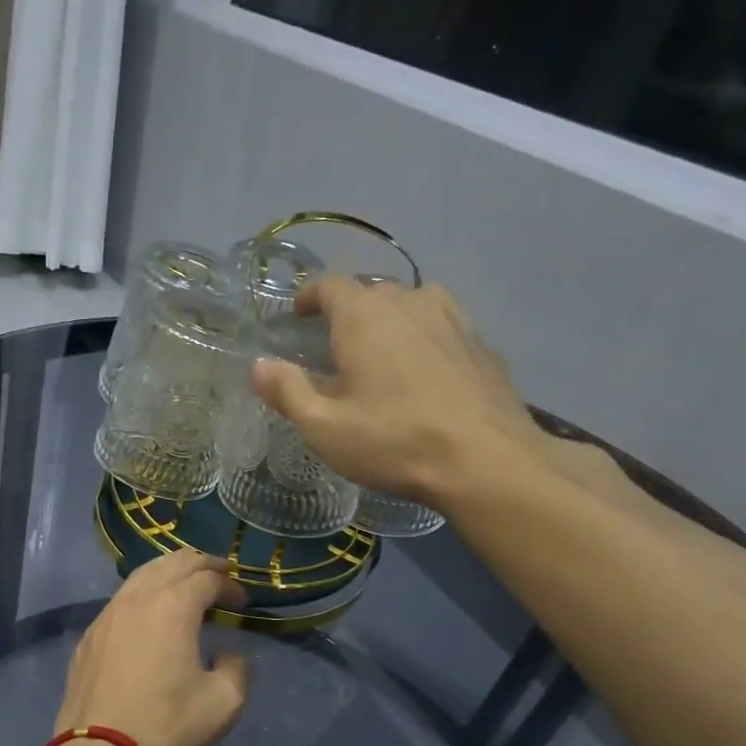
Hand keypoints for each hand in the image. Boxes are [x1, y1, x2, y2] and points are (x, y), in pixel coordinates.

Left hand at [52, 549, 250, 745]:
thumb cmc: (167, 724)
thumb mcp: (223, 702)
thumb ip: (237, 668)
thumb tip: (228, 653)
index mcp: (173, 606)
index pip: (207, 579)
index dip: (230, 586)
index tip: (242, 603)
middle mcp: (138, 599)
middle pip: (172, 563)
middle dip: (201, 565)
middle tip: (219, 574)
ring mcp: (107, 615)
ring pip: (141, 576)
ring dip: (169, 573)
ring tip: (185, 584)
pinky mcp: (89, 637)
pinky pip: (121, 600)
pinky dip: (143, 594)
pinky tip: (148, 613)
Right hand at [250, 277, 549, 508]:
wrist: (486, 460)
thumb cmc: (394, 441)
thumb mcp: (324, 427)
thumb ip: (288, 391)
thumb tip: (259, 365)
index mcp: (364, 316)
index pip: (330, 285)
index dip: (309, 297)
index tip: (297, 316)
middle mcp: (409, 302)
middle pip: (372, 293)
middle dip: (349, 313)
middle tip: (336, 349)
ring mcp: (453, 319)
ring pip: (412, 305)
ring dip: (390, 322)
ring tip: (382, 355)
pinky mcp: (481, 344)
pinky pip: (442, 328)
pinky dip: (425, 340)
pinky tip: (425, 374)